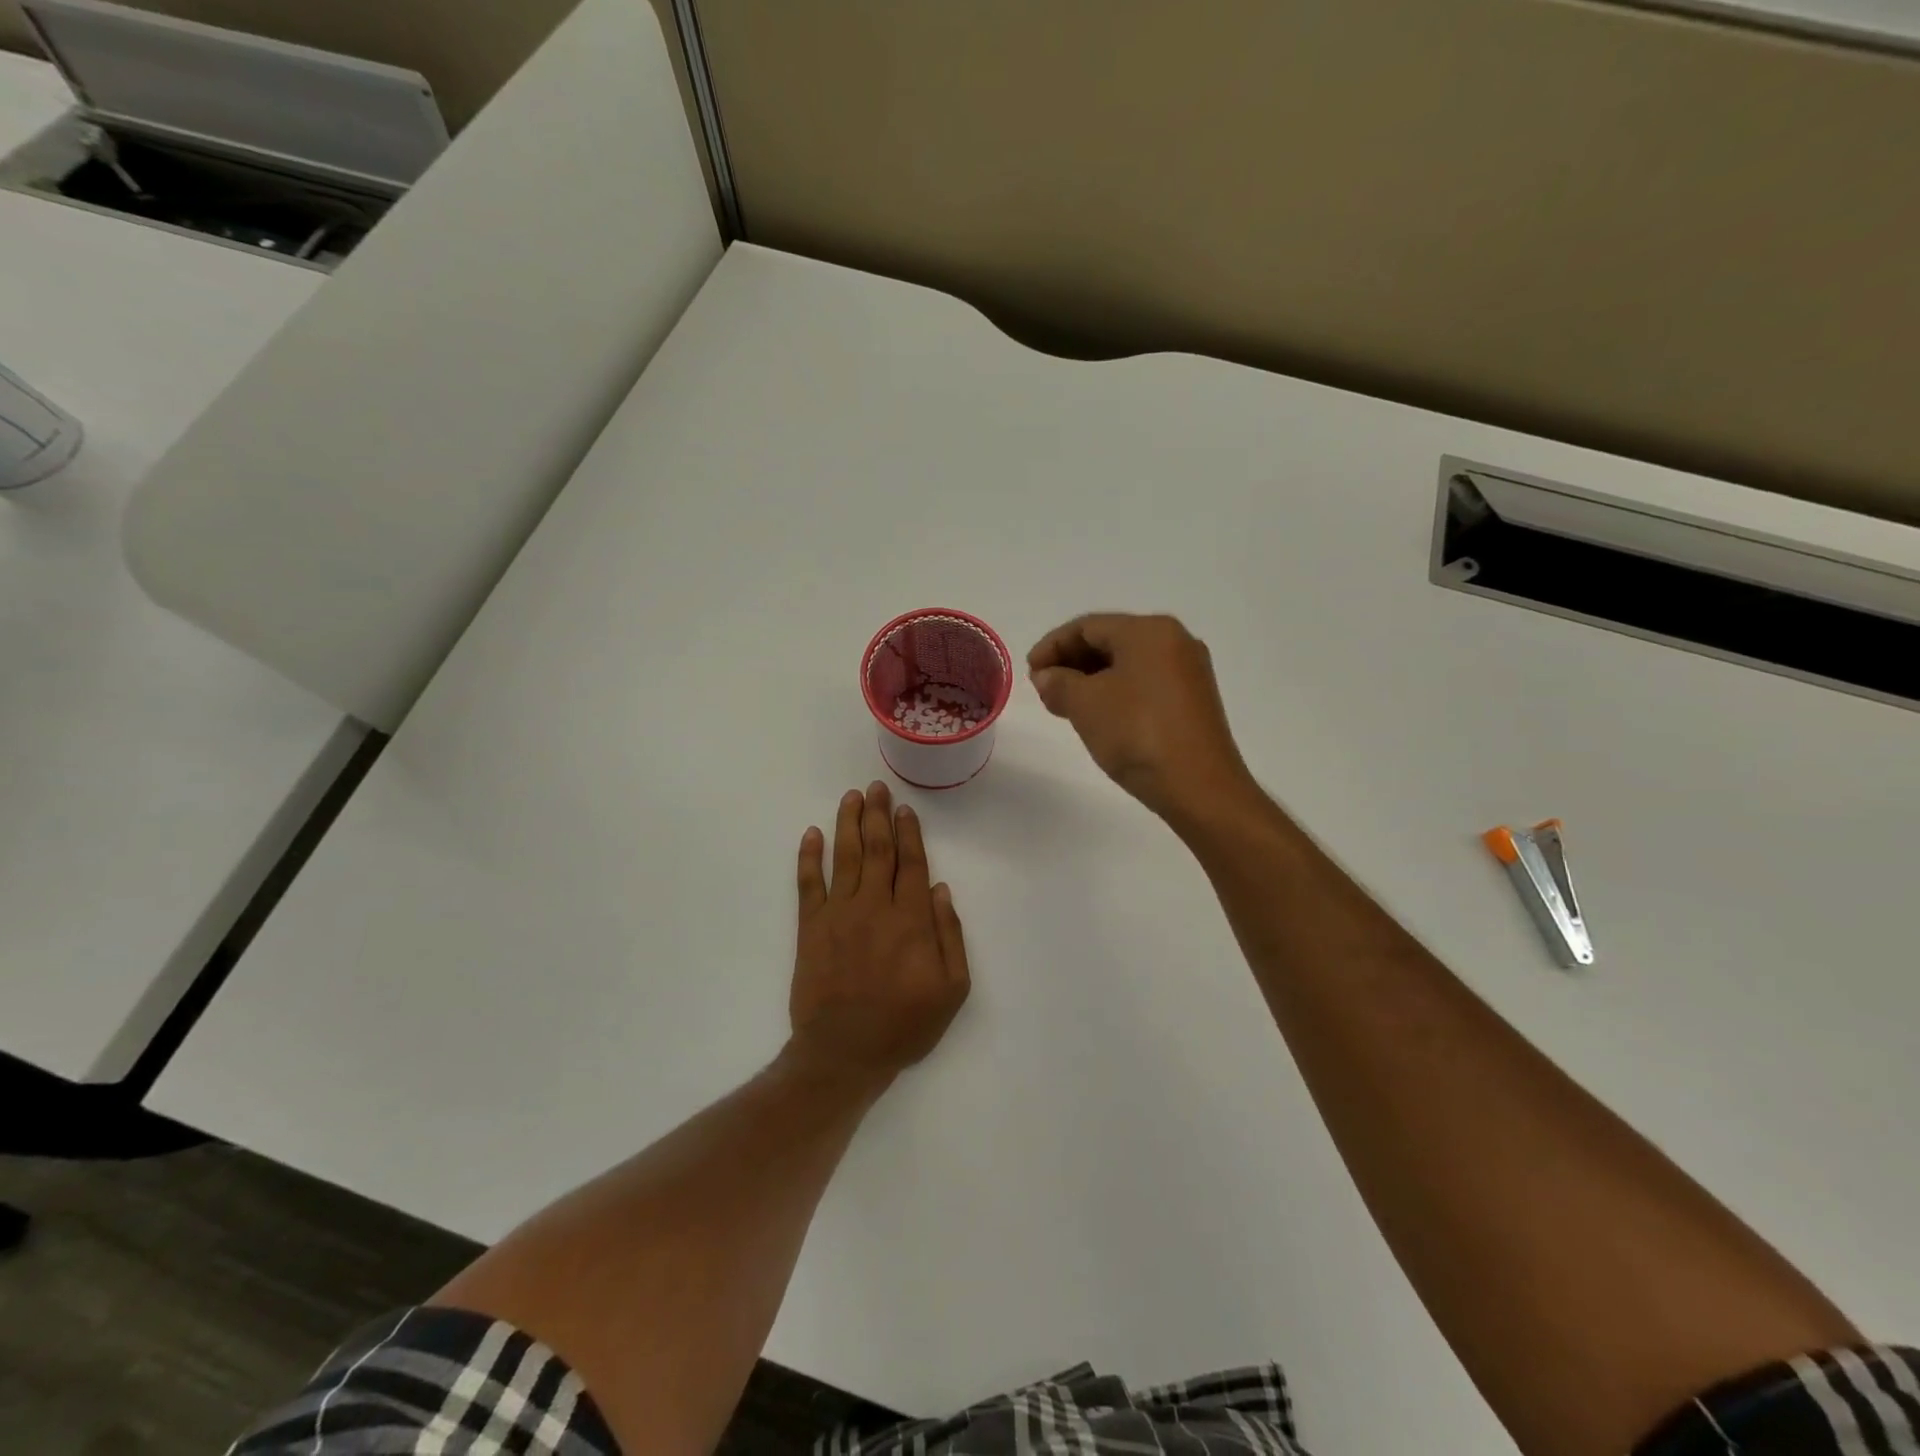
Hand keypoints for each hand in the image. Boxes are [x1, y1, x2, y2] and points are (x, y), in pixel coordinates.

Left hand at [788, 782, 970, 1086]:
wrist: (843, 1054)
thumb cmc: (903, 1025)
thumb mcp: (951, 990)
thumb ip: (950, 936)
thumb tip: (939, 888)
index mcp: (910, 920)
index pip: (910, 863)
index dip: (909, 832)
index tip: (905, 809)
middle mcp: (874, 906)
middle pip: (877, 849)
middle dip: (878, 815)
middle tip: (876, 788)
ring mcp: (838, 914)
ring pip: (845, 857)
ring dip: (848, 823)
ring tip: (852, 797)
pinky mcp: (810, 928)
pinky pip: (808, 884)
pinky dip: (809, 856)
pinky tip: (812, 833)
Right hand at [1028, 613, 1255, 821]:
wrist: (1200, 788)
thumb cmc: (1138, 734)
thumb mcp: (1086, 704)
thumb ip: (1059, 683)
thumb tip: (1047, 676)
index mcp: (1149, 630)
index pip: (1088, 626)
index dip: (1052, 646)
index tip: (1029, 672)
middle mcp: (1175, 641)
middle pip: (1110, 640)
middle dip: (1071, 662)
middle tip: (1044, 689)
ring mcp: (1188, 672)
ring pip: (1127, 664)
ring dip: (1091, 680)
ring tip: (1064, 706)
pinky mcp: (1193, 701)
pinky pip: (1144, 684)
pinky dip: (1115, 693)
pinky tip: (1097, 716)